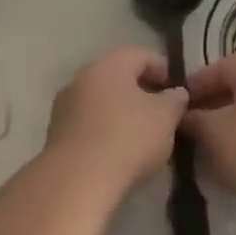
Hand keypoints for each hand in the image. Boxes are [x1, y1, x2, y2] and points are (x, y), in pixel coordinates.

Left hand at [45, 46, 189, 193]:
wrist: (78, 179)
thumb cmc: (128, 137)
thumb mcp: (165, 117)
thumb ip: (175, 99)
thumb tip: (176, 92)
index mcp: (108, 65)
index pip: (140, 55)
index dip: (164, 69)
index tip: (179, 91)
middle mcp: (81, 78)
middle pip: (117, 77)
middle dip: (141, 92)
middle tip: (163, 113)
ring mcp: (64, 106)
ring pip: (101, 101)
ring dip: (122, 112)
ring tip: (143, 135)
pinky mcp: (56, 133)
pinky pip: (88, 123)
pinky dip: (105, 130)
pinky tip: (119, 151)